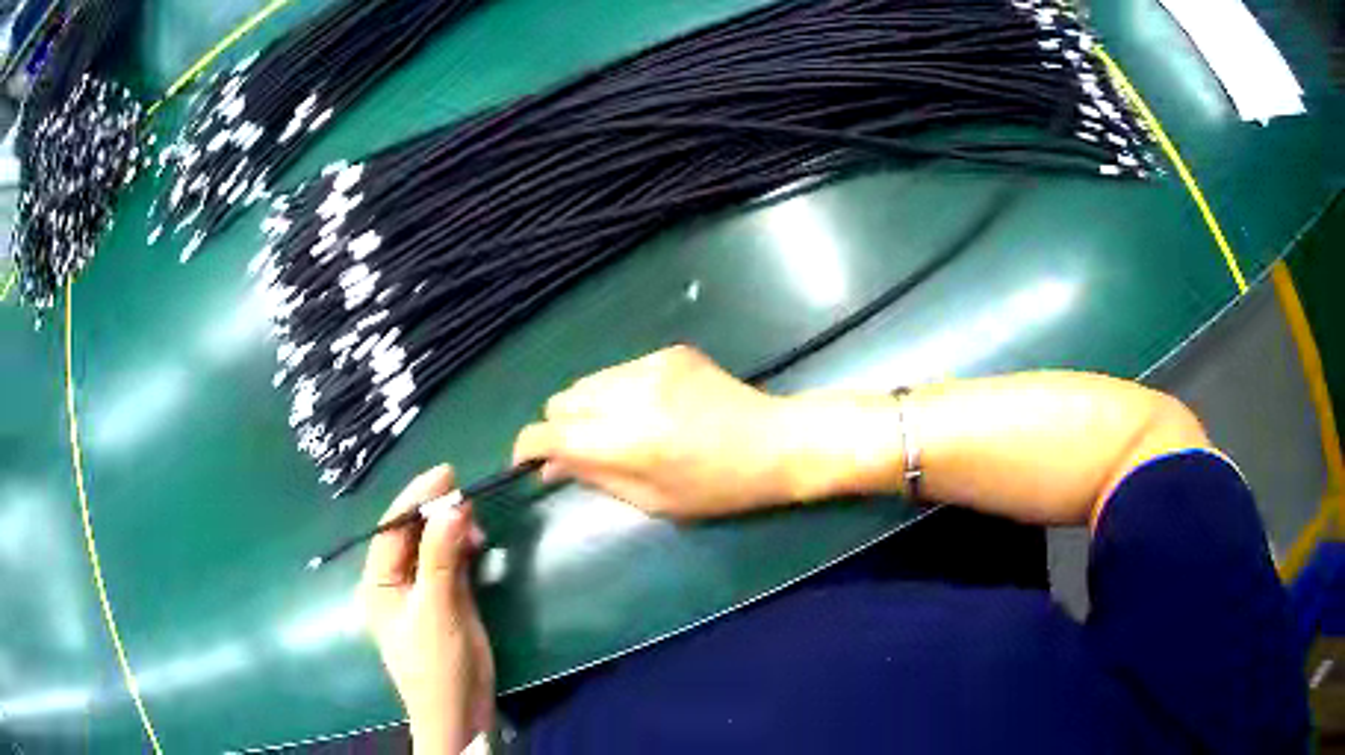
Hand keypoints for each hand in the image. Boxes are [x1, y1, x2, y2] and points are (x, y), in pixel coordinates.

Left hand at [361, 465, 493, 754]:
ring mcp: (421, 590)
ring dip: (451, 529)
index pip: (391, 530)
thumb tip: (453, 507)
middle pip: (411, 534)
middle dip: (435, 512)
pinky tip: (477, 542)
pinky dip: (462, 548)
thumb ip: (441, 558)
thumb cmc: (436, 664)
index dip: (414, 499)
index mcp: (378, 583)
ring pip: (432, 545)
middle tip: (465, 492)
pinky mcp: (446, 599)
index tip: (445, 474)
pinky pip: (450, 562)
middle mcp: (396, 581)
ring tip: (475, 520)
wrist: (460, 710)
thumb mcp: (436, 610)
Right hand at [513, 345, 891, 517]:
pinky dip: (617, 393)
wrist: (775, 442)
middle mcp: (631, 394)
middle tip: (581, 452)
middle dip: (560, 428)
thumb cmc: (719, 488)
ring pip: (586, 382)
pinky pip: (618, 371)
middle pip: (561, 400)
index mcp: (628, 440)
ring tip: (617, 432)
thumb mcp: (653, 501)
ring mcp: (650, 365)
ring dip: (587, 409)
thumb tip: (550, 465)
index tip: (528, 462)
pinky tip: (647, 411)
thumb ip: (595, 477)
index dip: (528, 447)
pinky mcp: (668, 352)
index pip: (551, 433)